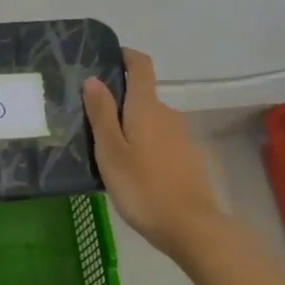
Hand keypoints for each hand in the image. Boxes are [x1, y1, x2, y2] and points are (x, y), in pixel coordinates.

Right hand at [83, 48, 225, 260]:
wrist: (191, 227)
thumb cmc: (143, 187)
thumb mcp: (111, 151)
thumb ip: (101, 114)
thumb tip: (93, 79)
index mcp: (147, 107)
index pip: (141, 65)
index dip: (126, 56)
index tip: (108, 58)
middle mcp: (168, 114)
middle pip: (143, 96)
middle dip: (119, 103)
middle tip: (92, 123)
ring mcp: (181, 137)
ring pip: (150, 122)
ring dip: (131, 128)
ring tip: (108, 152)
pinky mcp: (188, 159)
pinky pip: (161, 142)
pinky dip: (145, 147)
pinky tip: (133, 172)